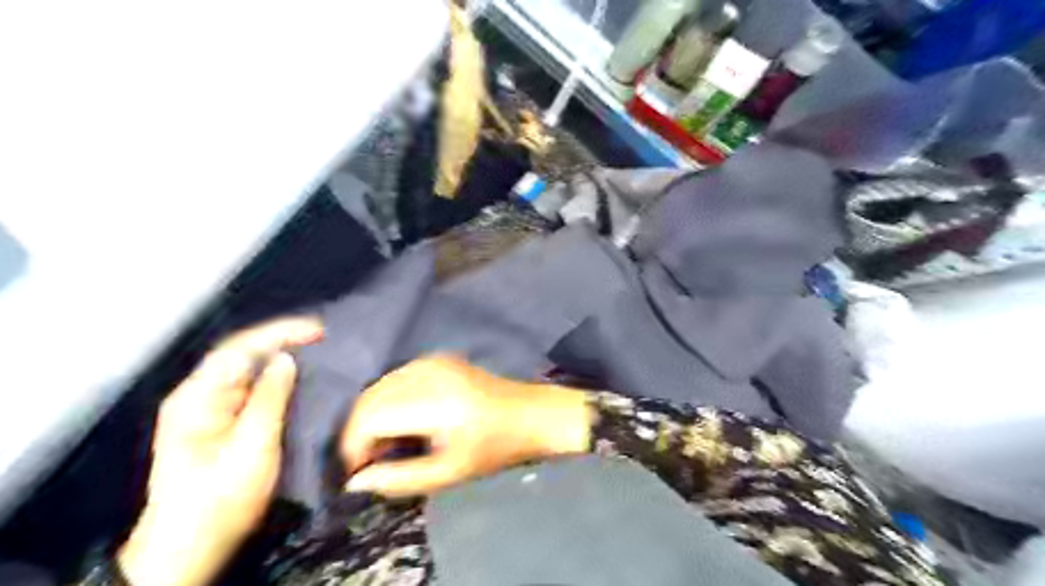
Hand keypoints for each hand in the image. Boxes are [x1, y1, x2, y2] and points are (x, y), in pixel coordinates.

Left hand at [118, 319, 323, 585]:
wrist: (191, 548)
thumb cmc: (221, 499)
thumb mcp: (252, 448)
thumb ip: (269, 399)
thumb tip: (286, 359)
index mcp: (197, 398)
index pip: (238, 350)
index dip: (279, 334)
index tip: (317, 330)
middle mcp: (200, 397)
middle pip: (242, 356)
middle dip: (283, 341)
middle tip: (324, 338)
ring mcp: (210, 411)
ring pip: (249, 372)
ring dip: (283, 359)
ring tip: (319, 351)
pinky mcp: (224, 424)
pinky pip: (253, 391)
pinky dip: (279, 379)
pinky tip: (300, 378)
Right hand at [347, 354, 594, 497]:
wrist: (529, 414)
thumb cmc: (494, 449)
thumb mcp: (448, 473)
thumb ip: (399, 479)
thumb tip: (355, 482)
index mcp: (433, 401)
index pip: (369, 416)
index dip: (353, 446)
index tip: (357, 472)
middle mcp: (427, 372)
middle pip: (369, 398)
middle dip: (358, 432)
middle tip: (369, 462)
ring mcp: (432, 361)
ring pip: (379, 386)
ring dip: (371, 416)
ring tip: (386, 446)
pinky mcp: (437, 358)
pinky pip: (396, 378)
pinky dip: (388, 401)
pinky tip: (401, 421)